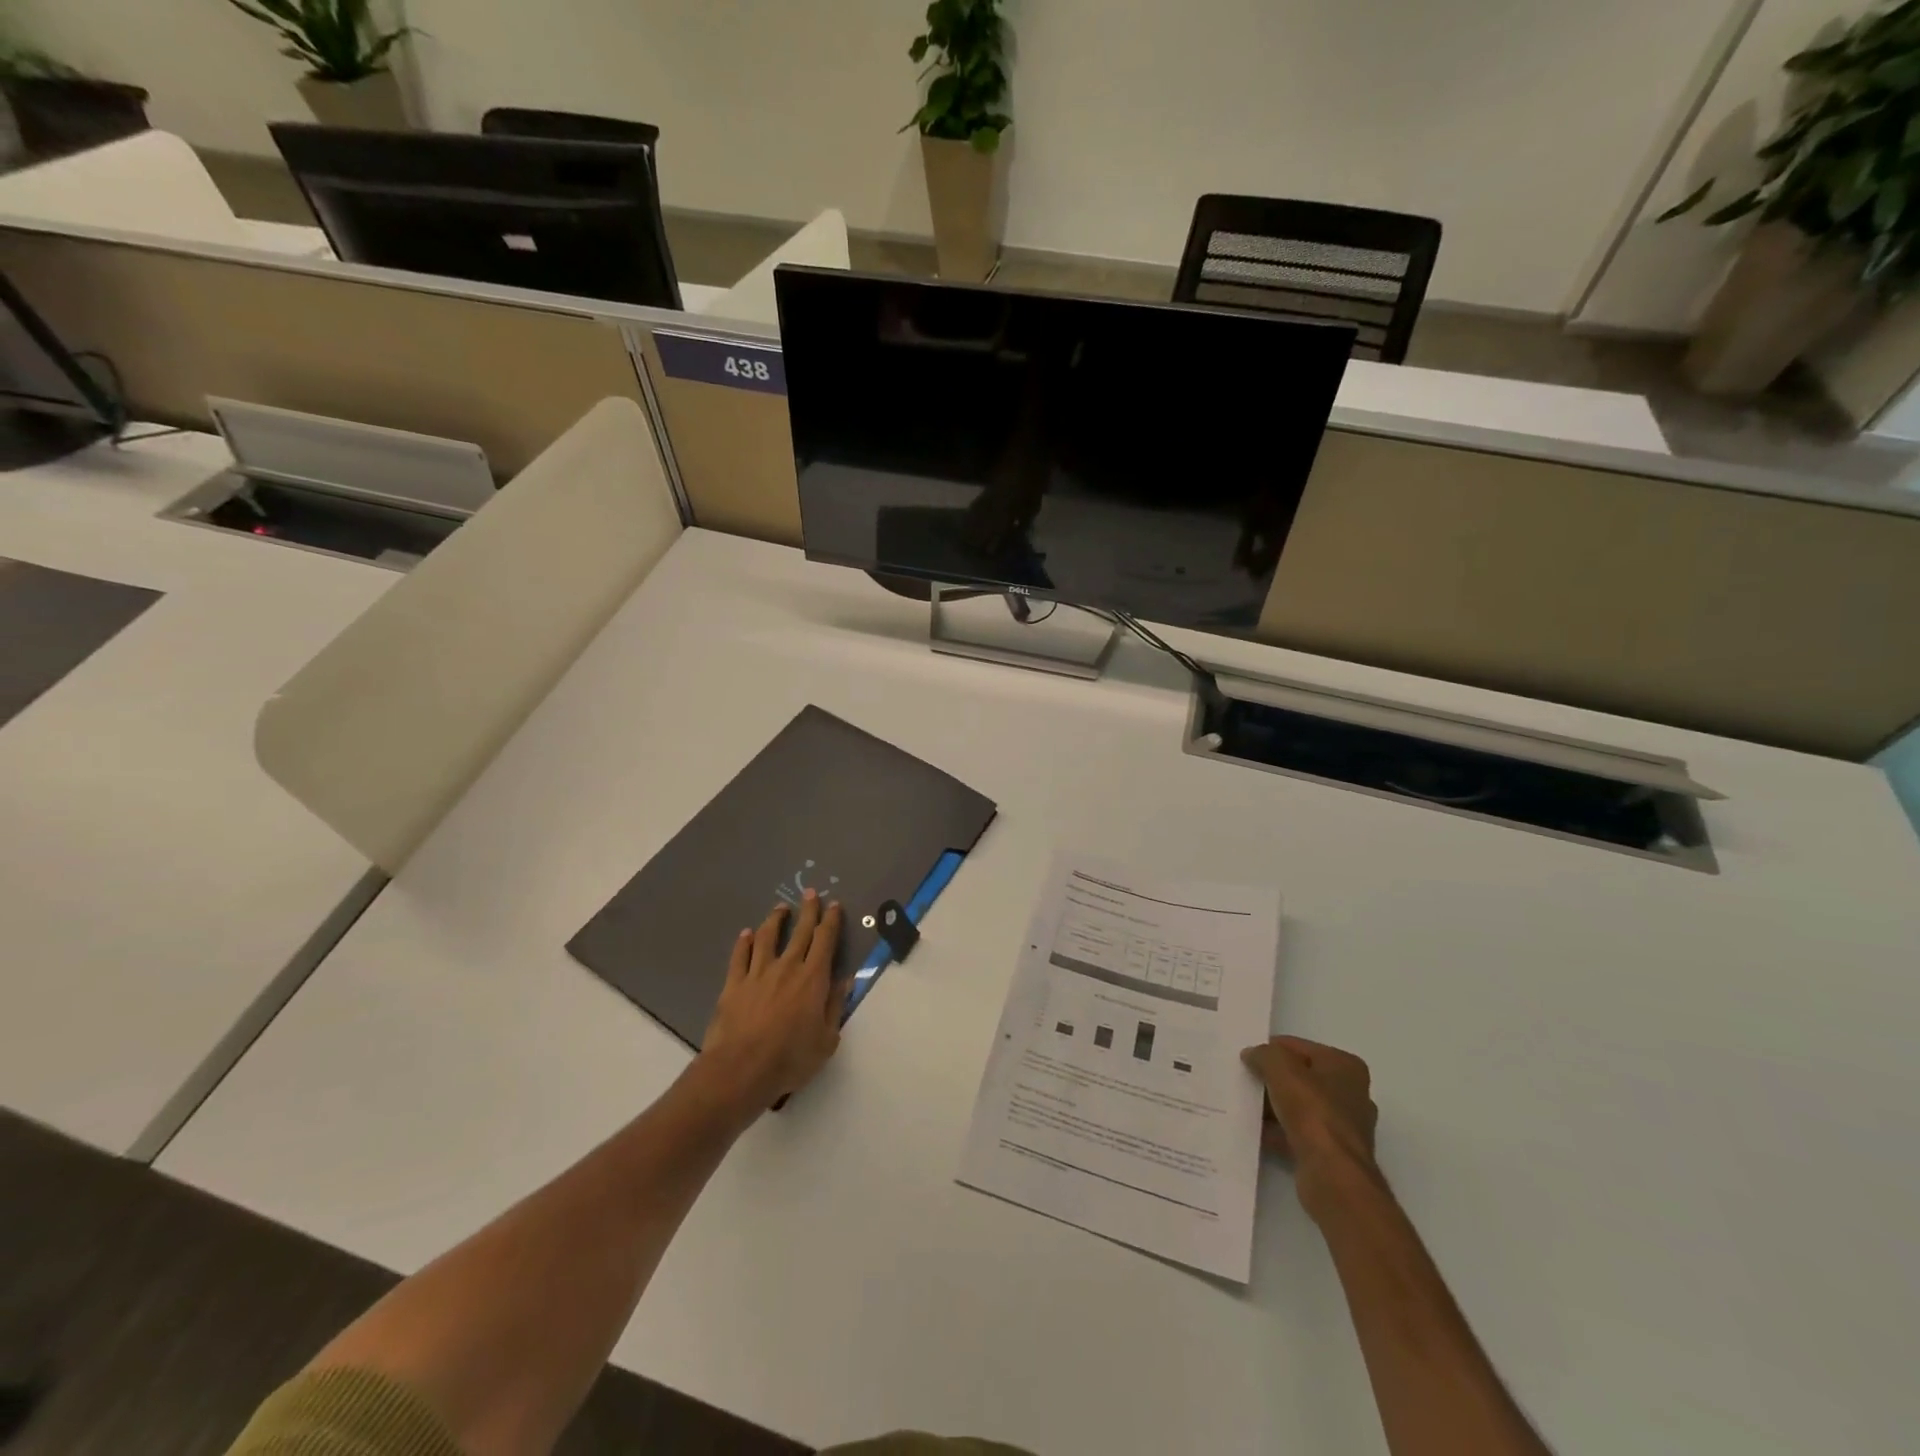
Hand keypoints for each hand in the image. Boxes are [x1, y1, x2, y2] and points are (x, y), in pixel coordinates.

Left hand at [698, 891, 848, 1115]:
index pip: (825, 941)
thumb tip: (845, 980)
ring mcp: (757, 973)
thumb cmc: (790, 1058)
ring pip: (768, 938)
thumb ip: (835, 1006)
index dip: (831, 921)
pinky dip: (744, 943)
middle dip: (808, 910)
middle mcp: (787, 967)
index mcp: (813, 978)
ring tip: (780, 908)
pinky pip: (740, 956)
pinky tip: (746, 934)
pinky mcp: (733, 984)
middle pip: (800, 932)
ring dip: (776, 920)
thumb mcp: (826, 1039)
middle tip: (811, 892)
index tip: (834, 905)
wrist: (741, 1069)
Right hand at [1242, 1036, 1380, 1215]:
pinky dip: (1277, 1131)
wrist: (1332, 1175)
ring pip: (1299, 1107)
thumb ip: (1264, 1054)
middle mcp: (1351, 1093)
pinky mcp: (1332, 1153)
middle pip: (1301, 1077)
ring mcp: (1343, 1126)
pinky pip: (1298, 1133)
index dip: (1271, 1050)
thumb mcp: (1281, 1068)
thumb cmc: (1312, 1111)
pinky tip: (1254, 1131)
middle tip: (1244, 1080)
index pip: (1299, 1047)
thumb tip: (1252, 1055)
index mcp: (1345, 1066)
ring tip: (1244, 1104)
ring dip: (1273, 1106)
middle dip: (1272, 1079)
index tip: (1246, 1058)